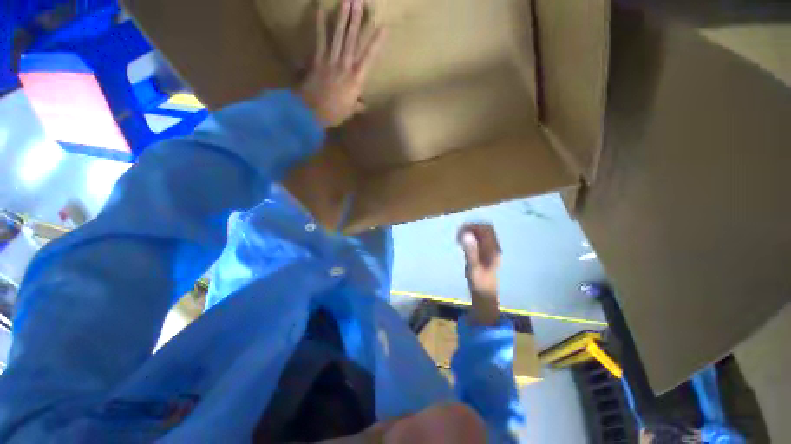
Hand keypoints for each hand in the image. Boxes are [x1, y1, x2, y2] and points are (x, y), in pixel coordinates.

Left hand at [299, 0, 385, 127]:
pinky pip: (319, 38)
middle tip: (360, 1)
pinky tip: (320, 8)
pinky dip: (320, 23)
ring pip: (338, 35)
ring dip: (342, 16)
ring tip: (347, 0)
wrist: (312, 112)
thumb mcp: (349, 111)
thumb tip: (363, 105)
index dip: (376, 41)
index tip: (383, 27)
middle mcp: (345, 65)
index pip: (369, 57)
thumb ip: (357, 105)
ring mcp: (331, 60)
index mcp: (356, 79)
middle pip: (352, 39)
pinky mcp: (317, 59)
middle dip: (357, 19)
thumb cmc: (334, 114)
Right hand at [458, 224, 501, 325]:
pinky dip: (471, 238)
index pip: (486, 229)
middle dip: (472, 228)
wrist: (484, 294)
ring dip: (471, 233)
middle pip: (485, 229)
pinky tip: (464, 244)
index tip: (461, 231)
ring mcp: (490, 250)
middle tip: (459, 235)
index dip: (473, 226)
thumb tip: (466, 234)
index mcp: (493, 249)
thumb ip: (470, 250)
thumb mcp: (473, 266)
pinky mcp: (486, 253)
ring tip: (460, 239)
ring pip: (482, 234)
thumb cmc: (479, 281)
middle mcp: (494, 247)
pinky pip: (480, 240)